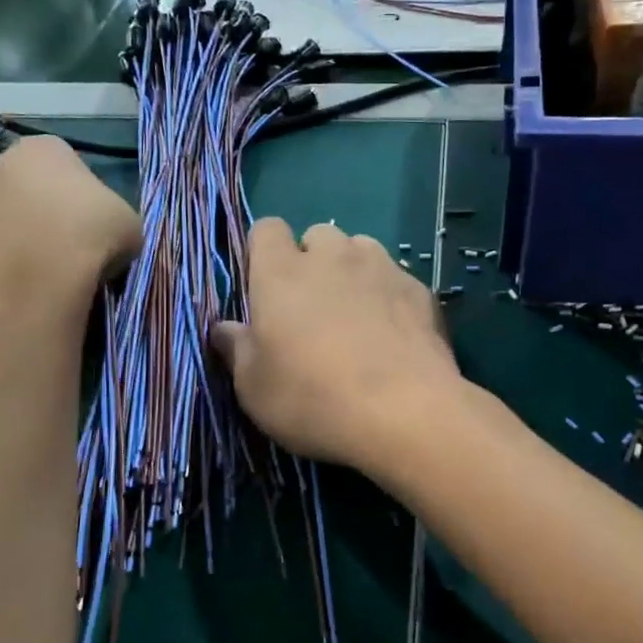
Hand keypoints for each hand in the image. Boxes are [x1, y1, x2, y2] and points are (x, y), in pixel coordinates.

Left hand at [0, 137, 140, 306]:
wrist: (34, 280)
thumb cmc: (90, 236)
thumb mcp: (128, 223)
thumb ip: (114, 216)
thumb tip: (104, 230)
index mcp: (46, 147)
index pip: (67, 163)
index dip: (83, 194)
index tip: (94, 223)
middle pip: (28, 184)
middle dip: (44, 210)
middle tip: (69, 245)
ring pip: (3, 214)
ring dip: (19, 233)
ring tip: (44, 268)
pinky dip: (1, 258)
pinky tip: (21, 281)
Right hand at [212, 220, 465, 470]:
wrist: (405, 413)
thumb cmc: (313, 399)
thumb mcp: (254, 388)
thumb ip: (237, 349)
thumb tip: (223, 328)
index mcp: (282, 273)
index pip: (266, 229)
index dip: (264, 251)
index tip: (265, 286)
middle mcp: (332, 257)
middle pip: (317, 236)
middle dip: (312, 261)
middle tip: (311, 308)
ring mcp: (382, 268)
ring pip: (361, 250)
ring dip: (352, 272)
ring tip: (356, 315)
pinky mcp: (419, 290)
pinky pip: (396, 279)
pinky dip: (388, 296)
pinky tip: (393, 335)